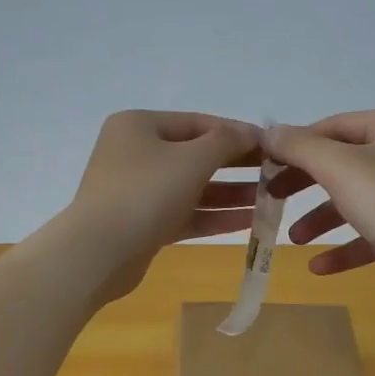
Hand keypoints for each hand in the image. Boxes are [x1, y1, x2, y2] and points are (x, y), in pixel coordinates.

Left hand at [61, 110, 261, 301]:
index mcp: (139, 125)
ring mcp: (137, 191)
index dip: (237, 133)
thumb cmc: (146, 192)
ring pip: (192, 188)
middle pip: (196, 155)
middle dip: (236, 166)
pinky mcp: (143, 224)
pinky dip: (213, 216)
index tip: (272, 145)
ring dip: (230, 194)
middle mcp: (136, 153)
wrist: (99, 252)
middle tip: (275, 173)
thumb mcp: (192, 159)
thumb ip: (226, 141)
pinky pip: (185, 214)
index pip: (198, 123)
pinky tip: (249, 221)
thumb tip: (250, 132)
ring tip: (270, 199)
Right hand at [266, 109, 374, 296]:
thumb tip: (269, 133)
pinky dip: (344, 247)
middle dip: (306, 186)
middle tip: (273, 198)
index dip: (297, 145)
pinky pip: (371, 233)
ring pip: (355, 200)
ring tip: (295, 239)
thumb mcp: (337, 166)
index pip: (334, 126)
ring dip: (321, 219)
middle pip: (342, 164)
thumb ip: (299, 147)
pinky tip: (318, 267)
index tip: (267, 166)